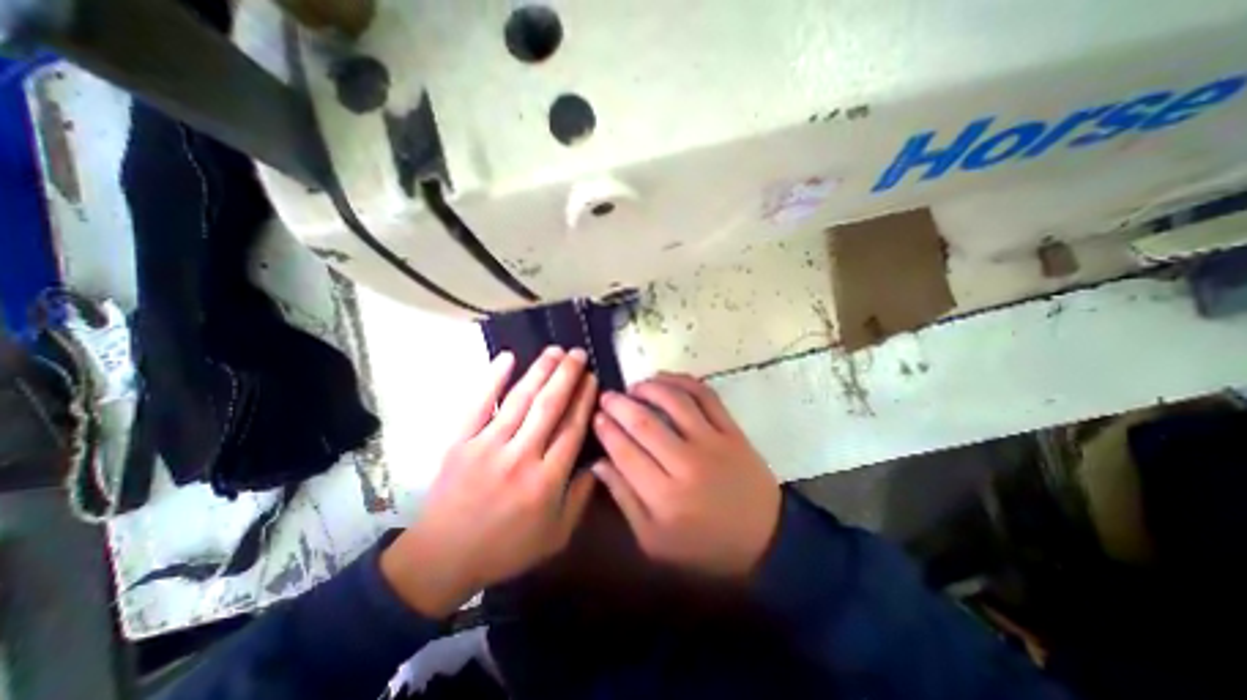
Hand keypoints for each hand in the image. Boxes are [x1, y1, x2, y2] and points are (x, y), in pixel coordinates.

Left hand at [382, 348, 595, 615]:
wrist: (442, 558)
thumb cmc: (506, 547)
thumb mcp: (556, 535)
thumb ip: (581, 497)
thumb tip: (599, 460)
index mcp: (546, 481)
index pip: (572, 428)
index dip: (584, 399)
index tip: (592, 378)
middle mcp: (520, 457)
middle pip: (549, 407)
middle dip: (567, 376)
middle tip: (578, 353)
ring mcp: (487, 446)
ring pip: (520, 400)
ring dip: (540, 371)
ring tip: (555, 350)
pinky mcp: (460, 442)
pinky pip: (479, 404)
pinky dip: (493, 378)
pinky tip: (507, 357)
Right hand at [590, 372, 775, 579]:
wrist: (764, 540)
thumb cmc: (703, 545)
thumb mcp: (654, 540)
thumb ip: (624, 499)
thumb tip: (599, 463)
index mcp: (664, 497)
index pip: (625, 452)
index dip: (606, 430)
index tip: (596, 416)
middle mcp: (686, 464)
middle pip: (645, 423)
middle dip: (619, 405)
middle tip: (607, 397)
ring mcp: (713, 443)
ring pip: (675, 402)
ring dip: (649, 388)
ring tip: (634, 387)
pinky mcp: (732, 431)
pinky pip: (706, 396)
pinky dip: (683, 381)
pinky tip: (666, 380)